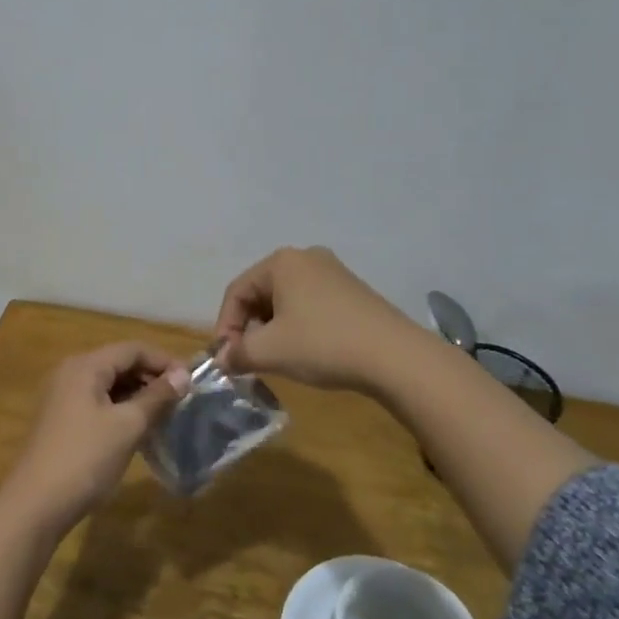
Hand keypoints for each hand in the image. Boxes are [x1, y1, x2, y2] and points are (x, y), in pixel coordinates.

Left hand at [2, 343, 189, 535]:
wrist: (36, 504)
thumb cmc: (85, 458)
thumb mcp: (128, 426)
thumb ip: (157, 397)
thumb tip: (183, 377)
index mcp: (86, 366)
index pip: (132, 349)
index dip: (164, 361)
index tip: (191, 382)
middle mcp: (71, 372)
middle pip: (119, 363)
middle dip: (152, 378)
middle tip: (181, 400)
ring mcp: (63, 396)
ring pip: (109, 384)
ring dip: (138, 395)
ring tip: (165, 415)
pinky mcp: (61, 419)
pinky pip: (98, 402)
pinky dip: (121, 409)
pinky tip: (138, 429)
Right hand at [213, 246, 423, 393]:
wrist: (395, 356)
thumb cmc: (323, 344)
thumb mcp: (270, 351)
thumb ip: (238, 353)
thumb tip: (223, 360)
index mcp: (281, 262)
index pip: (236, 291)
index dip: (225, 326)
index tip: (227, 359)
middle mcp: (306, 257)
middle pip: (261, 293)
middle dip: (249, 328)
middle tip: (248, 359)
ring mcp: (333, 272)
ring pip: (286, 300)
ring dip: (272, 329)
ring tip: (275, 358)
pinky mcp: (353, 291)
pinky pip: (310, 305)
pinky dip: (297, 327)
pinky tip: (305, 352)